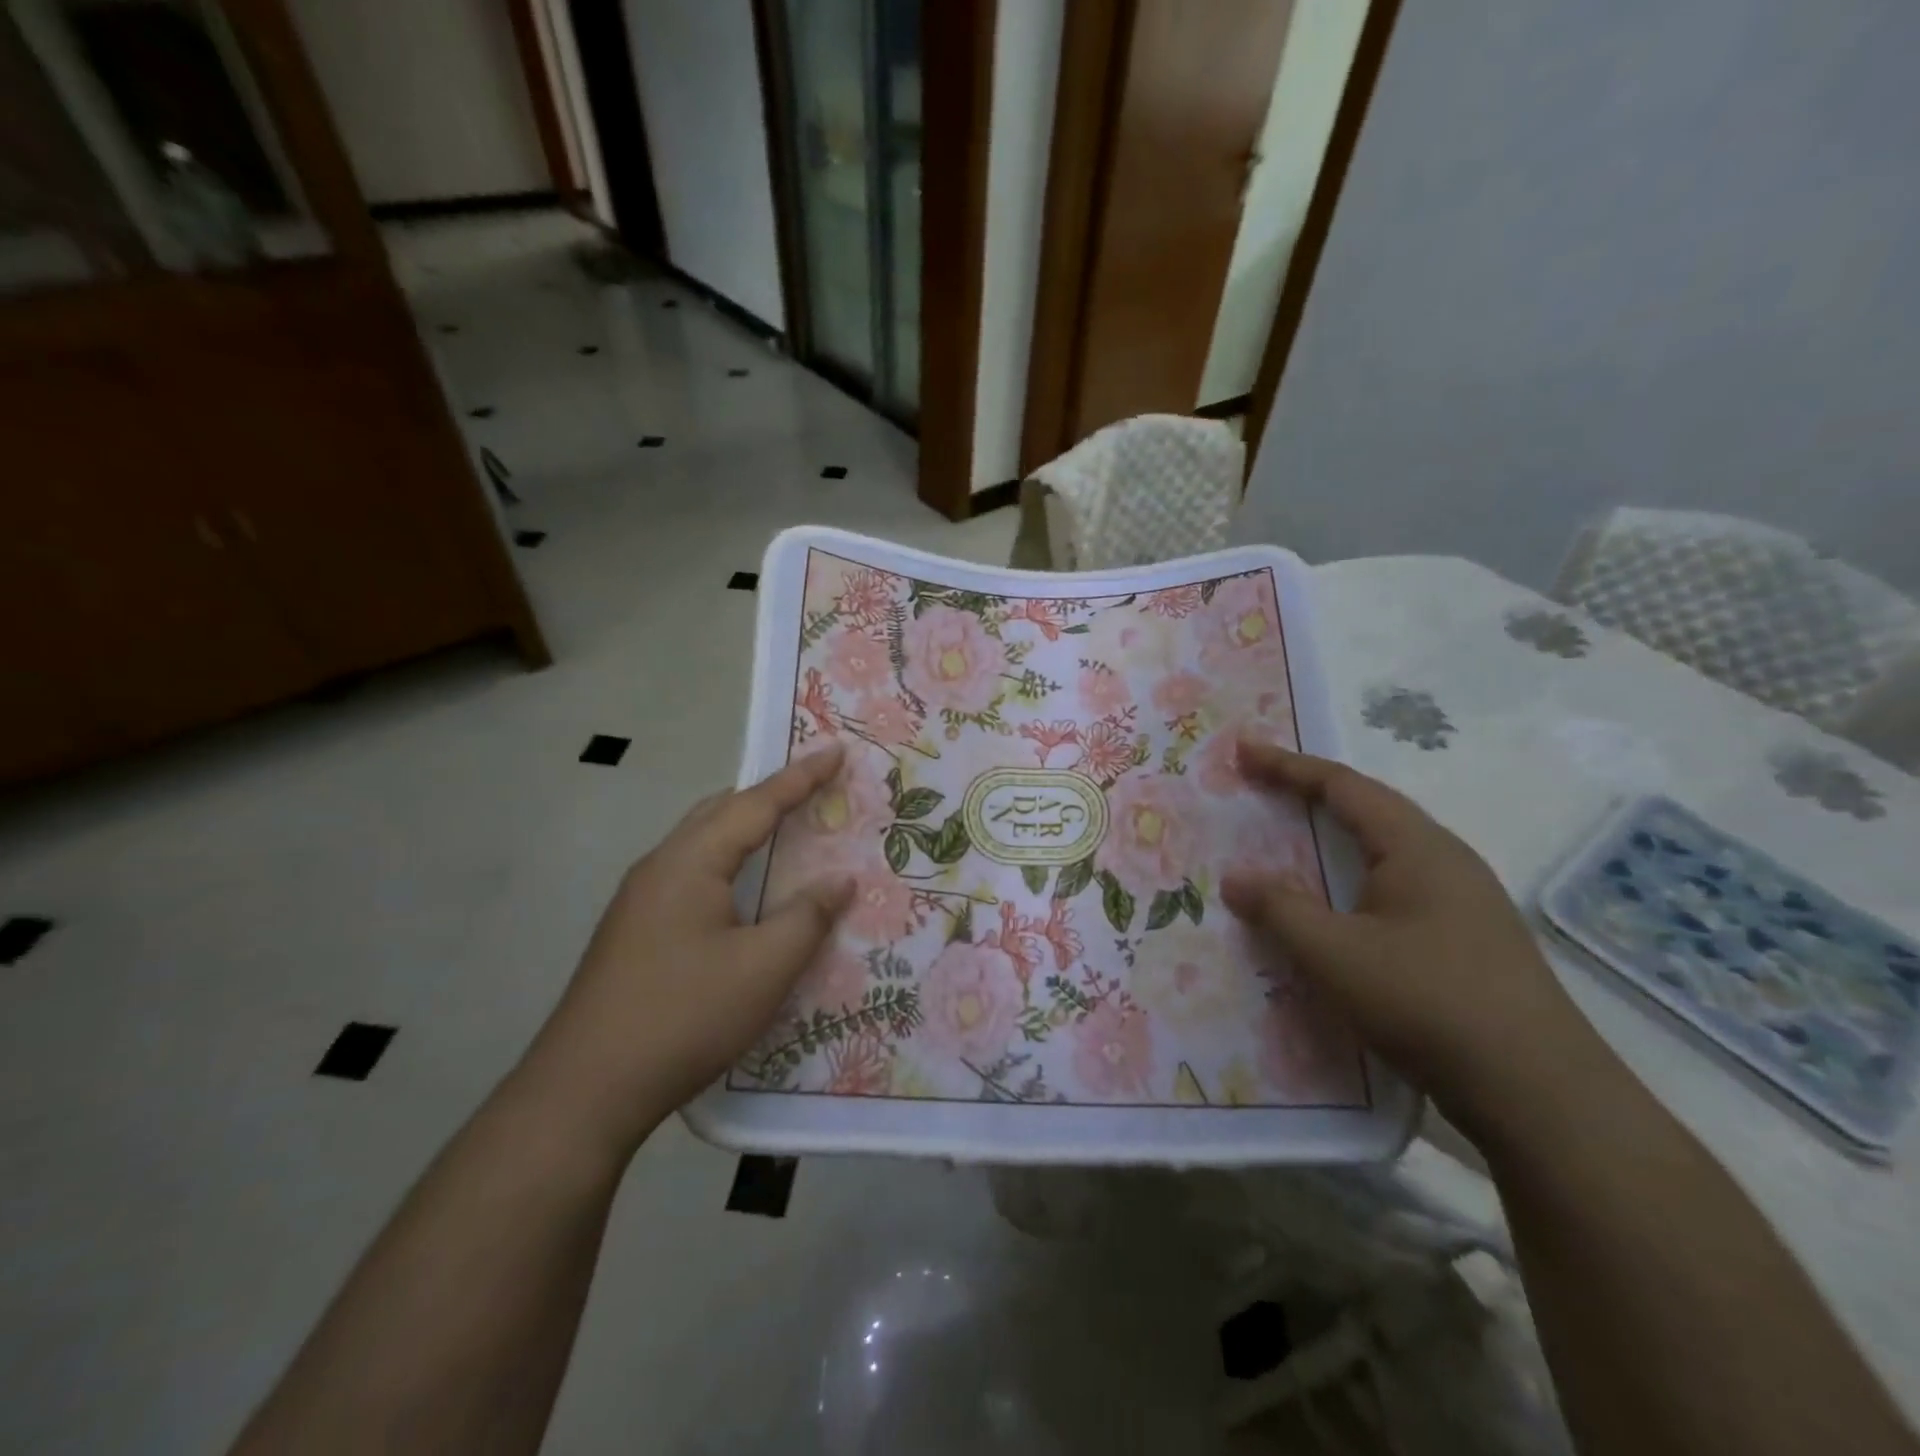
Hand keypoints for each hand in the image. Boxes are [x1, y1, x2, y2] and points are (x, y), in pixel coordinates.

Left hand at [517, 744, 852, 1158]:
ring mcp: (639, 901)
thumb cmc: (684, 1016)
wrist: (583, 1091)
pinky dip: (728, 865)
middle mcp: (659, 867)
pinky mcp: (634, 932)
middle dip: (769, 796)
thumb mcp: (764, 968)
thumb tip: (841, 879)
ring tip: (786, 835)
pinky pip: (691, 875)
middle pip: (720, 812)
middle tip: (813, 790)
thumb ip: (808, 916)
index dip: (801, 777)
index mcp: (690, 862)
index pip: (756, 803)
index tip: (836, 750)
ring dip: (745, 832)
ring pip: (701, 844)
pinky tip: (744, 896)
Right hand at [1221, 738, 1601, 1133]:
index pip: (1343, 786)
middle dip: (1310, 794)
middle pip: (1368, 809)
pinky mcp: (1467, 940)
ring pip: (1384, 851)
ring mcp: (1463, 901)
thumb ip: (1280, 909)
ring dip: (1334, 838)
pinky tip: (1338, 909)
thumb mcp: (1336, 954)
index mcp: (1417, 847)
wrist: (1541, 1095)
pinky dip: (1352, 878)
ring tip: (1291, 841)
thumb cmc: (1429, 1002)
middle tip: (1260, 789)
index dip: (1287, 766)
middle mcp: (1445, 860)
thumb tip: (1235, 878)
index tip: (1242, 751)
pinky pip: (1396, 887)